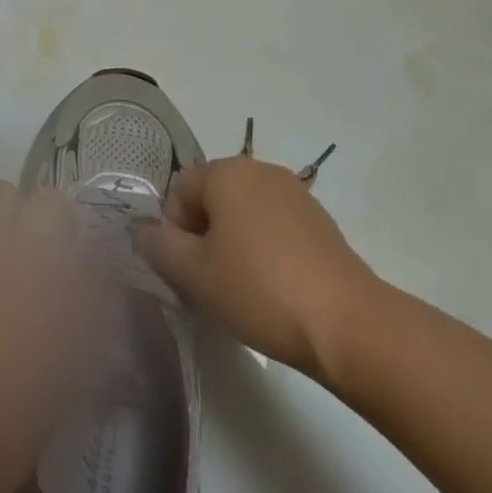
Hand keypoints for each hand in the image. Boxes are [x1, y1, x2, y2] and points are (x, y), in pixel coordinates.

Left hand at [0, 182, 100, 492]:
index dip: (78, 245)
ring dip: (4, 225)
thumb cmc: (17, 417)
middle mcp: (8, 244)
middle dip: (41, 220)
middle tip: (41, 261)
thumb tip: (89, 287)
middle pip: (32, 197)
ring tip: (3, 269)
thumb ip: (85, 314)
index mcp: (51, 267)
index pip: (72, 222)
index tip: (77, 272)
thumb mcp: (72, 367)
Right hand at [138, 154, 373, 378]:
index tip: (189, 272)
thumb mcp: (194, 273)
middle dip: (202, 238)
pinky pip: (273, 227)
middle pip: (211, 199)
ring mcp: (295, 193)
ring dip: (232, 245)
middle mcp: (260, 169)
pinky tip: (274, 288)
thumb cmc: (259, 289)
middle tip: (211, 283)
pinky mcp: (319, 221)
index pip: (178, 191)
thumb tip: (144, 231)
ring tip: (243, 290)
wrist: (347, 323)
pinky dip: (263, 250)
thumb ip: (159, 246)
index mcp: (227, 171)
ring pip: (242, 214)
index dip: (174, 233)